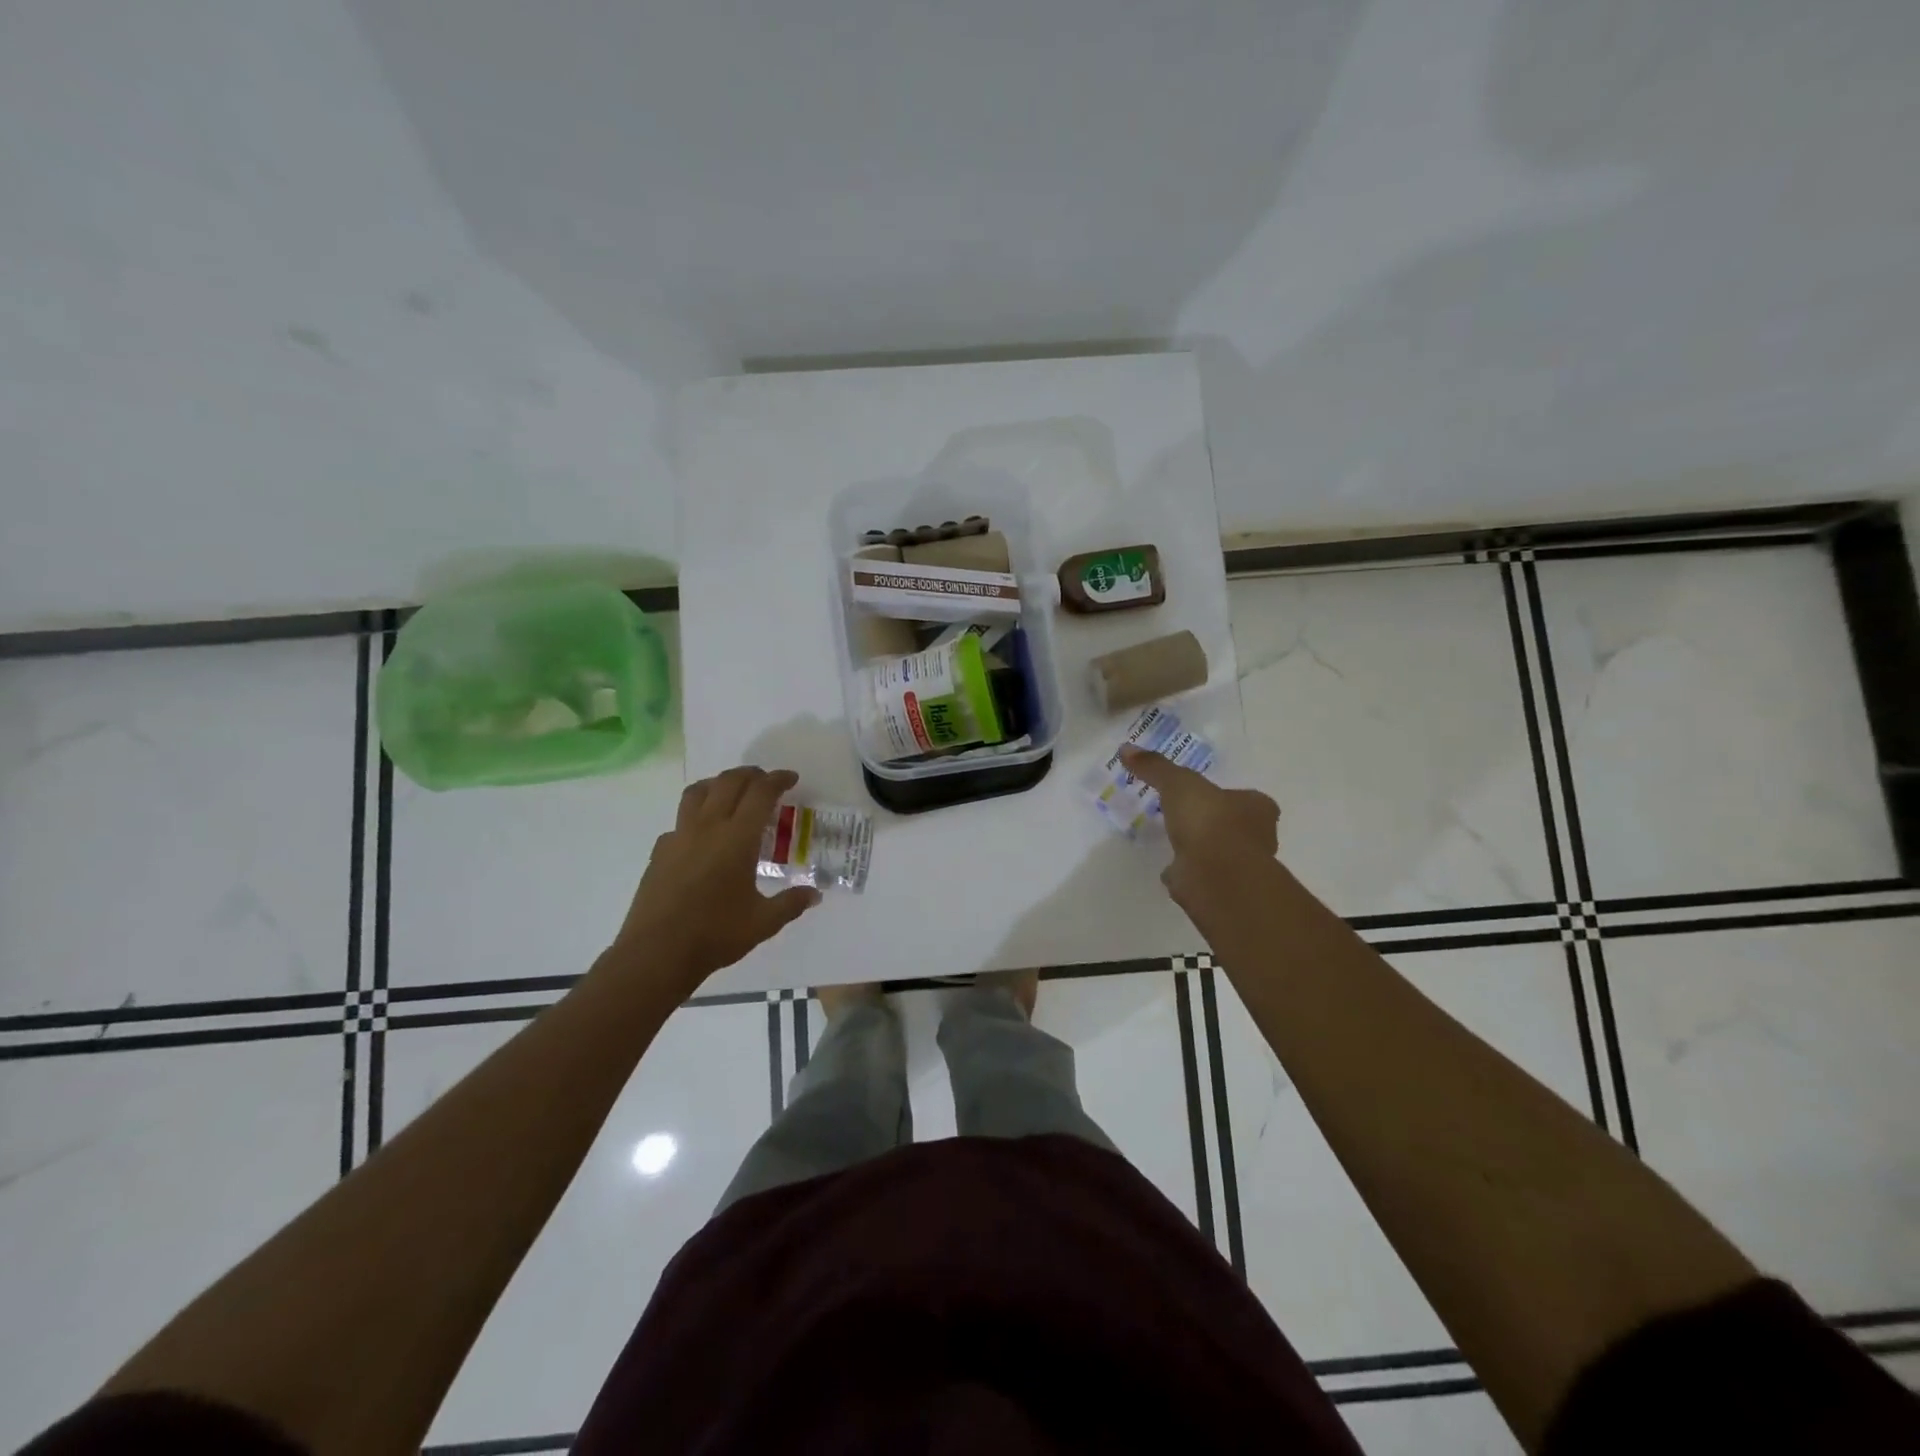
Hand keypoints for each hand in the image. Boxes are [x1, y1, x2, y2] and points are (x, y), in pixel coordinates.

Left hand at [614, 766, 820, 991]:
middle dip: (751, 775)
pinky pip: (680, 820)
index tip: (791, 778)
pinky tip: (703, 835)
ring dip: (719, 783)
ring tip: (731, 792)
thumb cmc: (715, 934)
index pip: (760, 793)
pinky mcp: (660, 851)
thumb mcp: (764, 922)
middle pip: (728, 782)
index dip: (778, 780)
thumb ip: (791, 903)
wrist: (656, 953)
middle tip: (766, 781)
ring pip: (698, 792)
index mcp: (737, 838)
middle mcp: (707, 827)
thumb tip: (815, 894)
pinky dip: (697, 815)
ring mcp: (679, 837)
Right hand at [1117, 745, 1279, 914]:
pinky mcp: (1220, 888)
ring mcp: (1239, 867)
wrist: (1215, 874)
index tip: (1204, 795)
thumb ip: (1155, 767)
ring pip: (1220, 852)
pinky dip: (1187, 871)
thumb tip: (1126, 748)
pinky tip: (1169, 867)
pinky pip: (1201, 874)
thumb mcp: (1178, 783)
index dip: (1227, 796)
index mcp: (1258, 808)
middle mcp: (1257, 838)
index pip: (1249, 798)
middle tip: (1187, 816)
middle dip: (1214, 823)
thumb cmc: (1209, 820)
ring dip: (1201, 848)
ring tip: (1174, 840)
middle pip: (1236, 826)